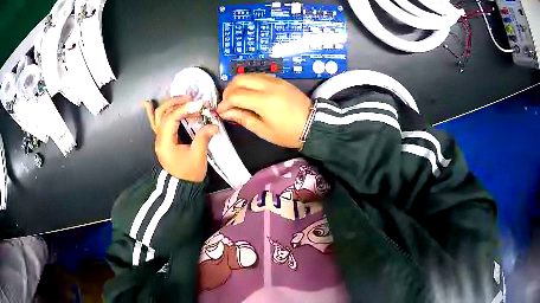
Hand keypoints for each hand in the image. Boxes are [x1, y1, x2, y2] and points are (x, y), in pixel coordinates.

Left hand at [144, 96, 217, 181]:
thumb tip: (214, 125)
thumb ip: (203, 138)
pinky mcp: (164, 139)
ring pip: (159, 116)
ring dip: (170, 105)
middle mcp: (159, 138)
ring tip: (184, 99)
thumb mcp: (198, 156)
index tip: (199, 105)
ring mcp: (160, 138)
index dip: (184, 109)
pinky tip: (148, 104)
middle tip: (191, 99)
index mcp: (166, 143)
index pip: (171, 119)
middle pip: (162, 113)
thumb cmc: (189, 174)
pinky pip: (156, 123)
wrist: (182, 187)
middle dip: (176, 102)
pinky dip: (153, 113)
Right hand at [217, 73, 310, 148]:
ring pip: (249, 74)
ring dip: (239, 84)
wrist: (313, 125)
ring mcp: (275, 80)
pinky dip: (250, 81)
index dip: (224, 103)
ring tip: (237, 98)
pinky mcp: (280, 80)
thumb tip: (226, 113)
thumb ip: (243, 118)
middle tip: (228, 103)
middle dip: (229, 90)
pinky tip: (250, 92)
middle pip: (239, 79)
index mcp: (263, 100)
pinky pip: (260, 75)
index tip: (221, 111)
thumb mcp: (263, 130)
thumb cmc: (288, 133)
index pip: (235, 95)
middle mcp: (268, 85)